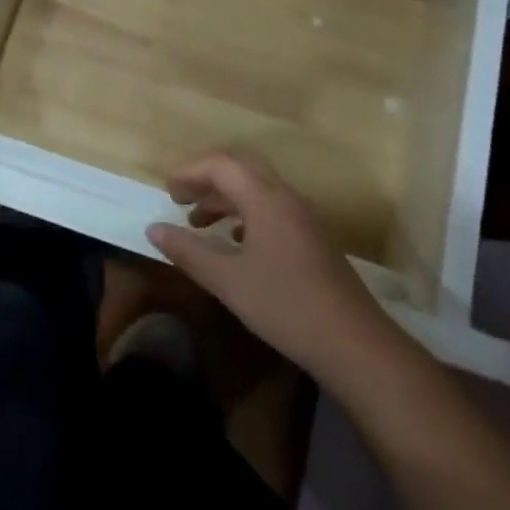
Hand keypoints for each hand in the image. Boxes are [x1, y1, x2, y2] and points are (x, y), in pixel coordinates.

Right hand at [148, 149, 392, 381]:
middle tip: (181, 198)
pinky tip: (236, 242)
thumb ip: (189, 252)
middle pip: (241, 168)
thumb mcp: (229, 281)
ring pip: (258, 188)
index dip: (190, 172)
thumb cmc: (286, 307)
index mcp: (265, 197)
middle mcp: (285, 196)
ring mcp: (304, 215)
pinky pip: (272, 207)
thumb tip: (154, 229)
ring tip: (200, 223)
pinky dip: (247, 213)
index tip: (167, 191)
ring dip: (226, 197)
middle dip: (208, 178)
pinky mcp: (313, 236)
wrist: (355, 344)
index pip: (221, 164)